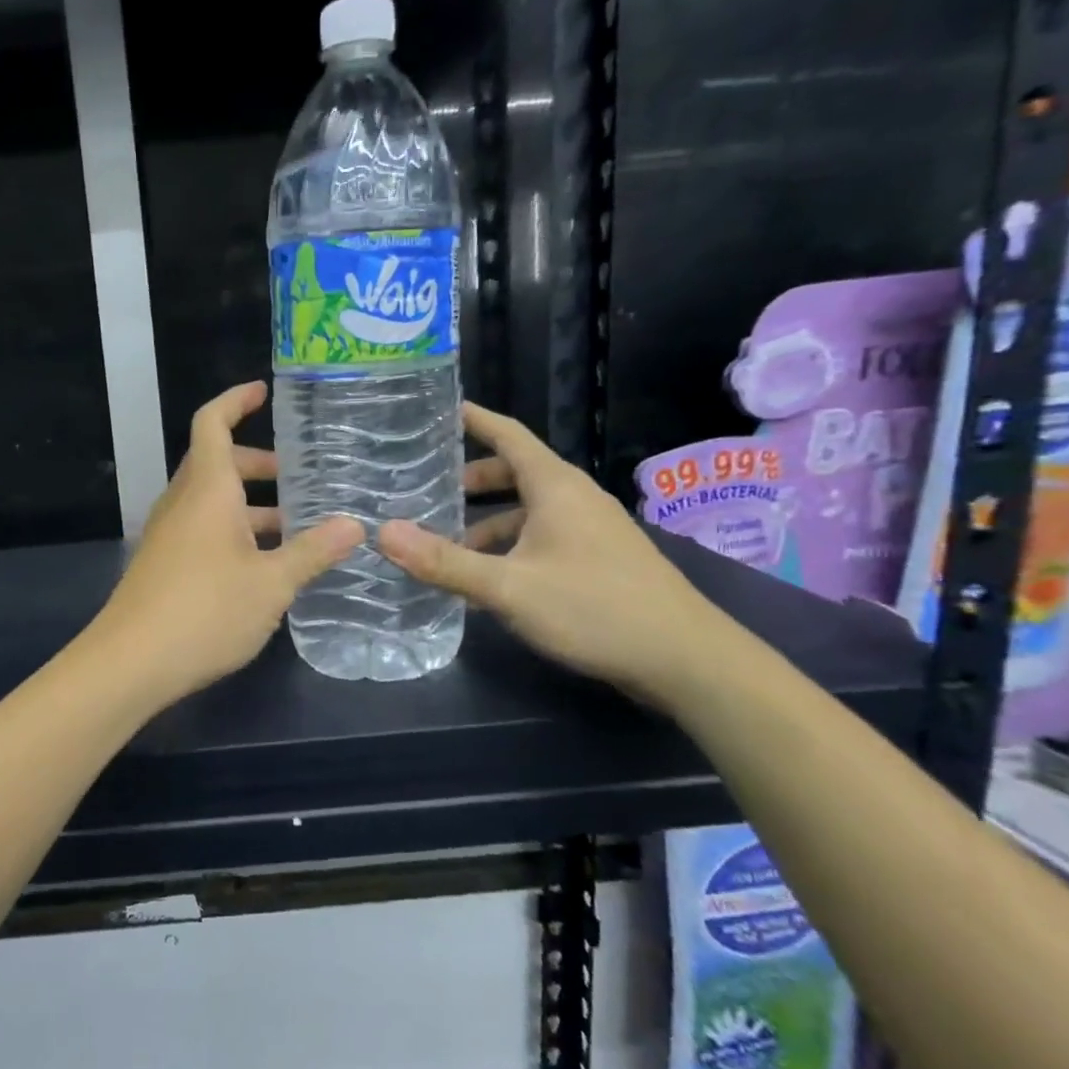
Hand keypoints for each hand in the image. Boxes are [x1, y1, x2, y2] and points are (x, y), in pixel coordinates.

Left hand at [92, 382, 363, 705]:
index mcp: (207, 490)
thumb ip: (313, 552)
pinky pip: (203, 531)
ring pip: (212, 501)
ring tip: (297, 526)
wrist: (130, 663)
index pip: (212, 423)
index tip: (264, 391)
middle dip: (258, 463)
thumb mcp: (271, 584)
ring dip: (250, 504)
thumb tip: (355, 525)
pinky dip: (235, 532)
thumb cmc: (204, 611)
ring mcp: (169, 535)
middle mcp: (183, 503)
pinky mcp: (165, 565)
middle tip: (300, 476)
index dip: (236, 400)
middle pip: (218, 463)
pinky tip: (265, 565)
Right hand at [377, 402, 731, 706]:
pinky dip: (510, 546)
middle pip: (515, 471)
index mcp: (555, 486)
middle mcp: (574, 498)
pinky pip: (542, 536)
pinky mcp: (598, 559)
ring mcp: (591, 529)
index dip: (473, 419)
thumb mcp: (509, 587)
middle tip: (426, 490)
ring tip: (447, 548)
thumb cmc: (594, 608)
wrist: (685, 659)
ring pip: (527, 510)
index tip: (437, 409)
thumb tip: (383, 533)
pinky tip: (490, 581)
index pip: (508, 433)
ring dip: (487, 522)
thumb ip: (445, 562)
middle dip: (470, 480)